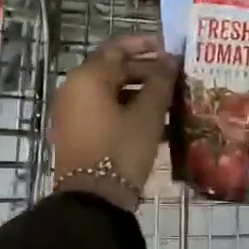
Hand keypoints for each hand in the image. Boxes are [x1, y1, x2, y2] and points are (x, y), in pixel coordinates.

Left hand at [52, 35, 179, 211]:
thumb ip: (160, 81)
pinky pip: (104, 110)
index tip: (169, 50)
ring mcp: (73, 113)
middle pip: (112, 69)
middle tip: (175, 76)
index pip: (117, 48)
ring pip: (110, 91)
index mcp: (87, 78)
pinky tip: (155, 120)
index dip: (144, 45)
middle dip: (145, 70)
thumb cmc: (121, 149)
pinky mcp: (77, 133)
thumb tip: (171, 59)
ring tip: (170, 98)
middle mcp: (74, 89)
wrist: (93, 202)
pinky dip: (127, 108)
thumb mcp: (147, 114)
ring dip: (139, 91)